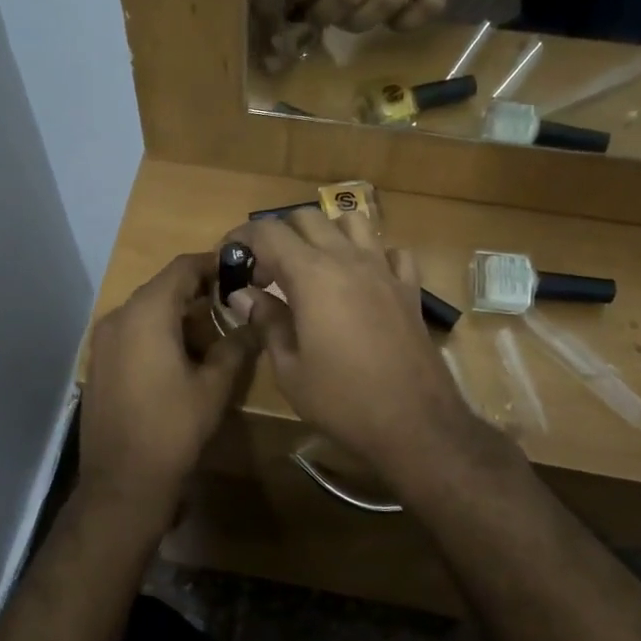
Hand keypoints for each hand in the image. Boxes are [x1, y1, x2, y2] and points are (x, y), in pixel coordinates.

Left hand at [81, 253, 251, 508]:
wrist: (123, 480)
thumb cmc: (173, 428)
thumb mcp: (214, 386)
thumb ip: (235, 346)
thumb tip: (253, 324)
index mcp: (146, 313)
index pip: (182, 268)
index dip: (212, 264)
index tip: (240, 271)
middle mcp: (118, 317)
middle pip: (162, 288)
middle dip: (197, 292)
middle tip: (231, 306)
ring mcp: (102, 341)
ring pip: (146, 311)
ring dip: (177, 315)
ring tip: (210, 336)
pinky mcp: (98, 363)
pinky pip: (131, 332)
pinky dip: (157, 333)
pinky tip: (179, 357)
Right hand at [222, 211, 481, 475]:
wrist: (413, 422)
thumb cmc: (341, 399)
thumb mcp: (289, 368)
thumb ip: (266, 322)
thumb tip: (243, 295)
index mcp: (312, 275)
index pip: (269, 234)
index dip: (242, 238)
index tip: (227, 256)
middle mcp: (348, 260)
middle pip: (307, 218)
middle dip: (278, 235)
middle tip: (264, 270)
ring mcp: (384, 270)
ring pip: (352, 222)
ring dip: (325, 233)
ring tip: (311, 265)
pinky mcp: (409, 288)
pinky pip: (390, 252)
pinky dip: (370, 254)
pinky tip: (361, 279)